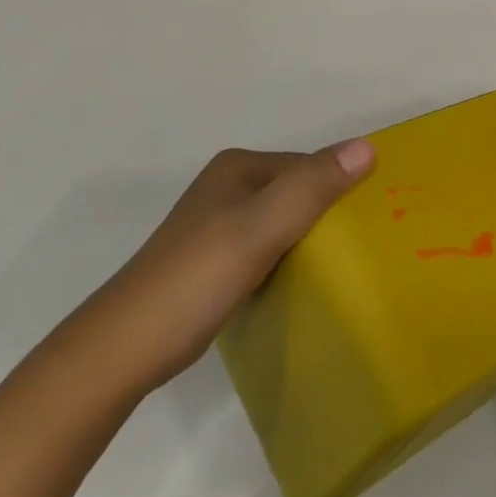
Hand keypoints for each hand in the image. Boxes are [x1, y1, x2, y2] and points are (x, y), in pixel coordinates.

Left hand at [76, 139, 374, 394]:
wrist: (123, 350)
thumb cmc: (196, 279)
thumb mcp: (261, 228)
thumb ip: (312, 187)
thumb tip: (368, 146)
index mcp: (238, 168)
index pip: (309, 167)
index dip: (340, 190)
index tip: (372, 224)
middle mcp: (229, 188)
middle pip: (297, 193)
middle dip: (327, 215)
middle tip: (363, 250)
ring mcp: (219, 226)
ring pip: (283, 223)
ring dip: (308, 240)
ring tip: (340, 269)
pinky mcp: (214, 262)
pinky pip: (267, 249)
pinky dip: (287, 260)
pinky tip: (300, 285)